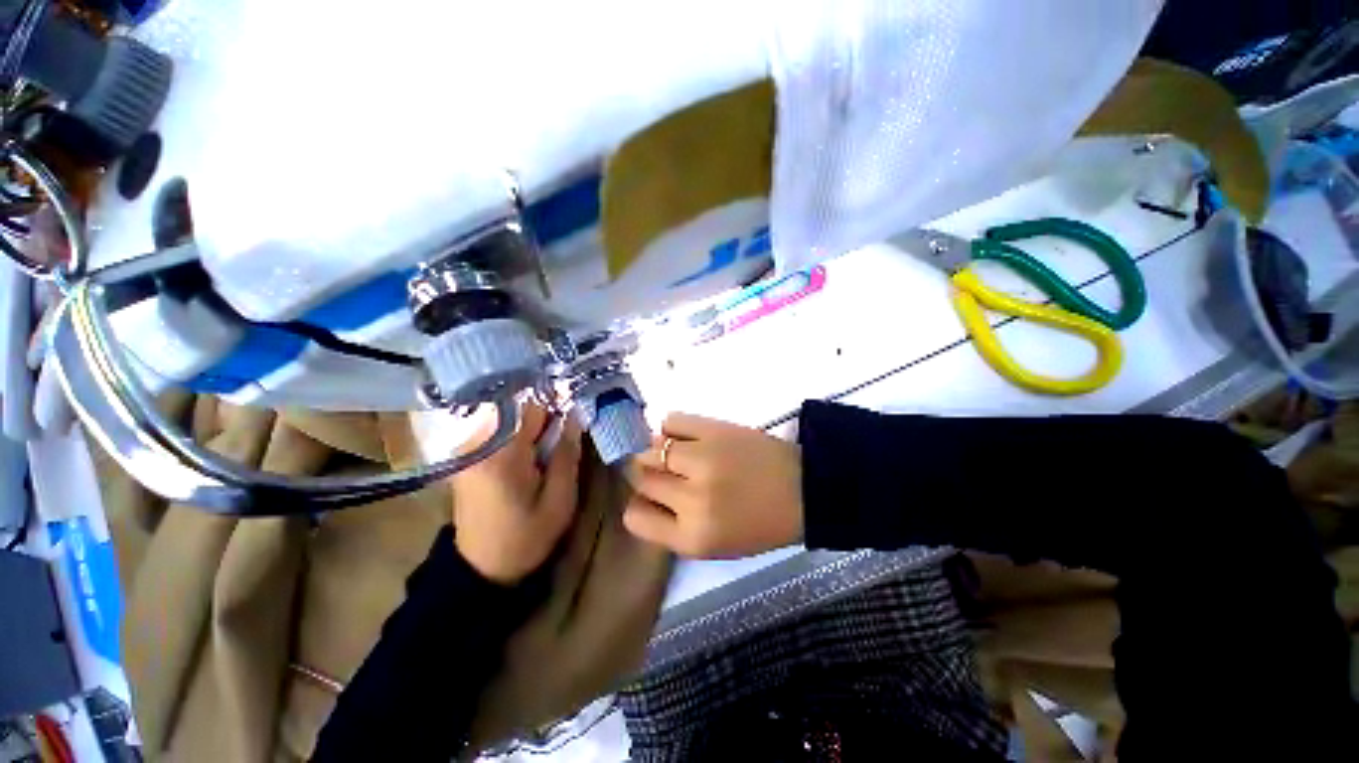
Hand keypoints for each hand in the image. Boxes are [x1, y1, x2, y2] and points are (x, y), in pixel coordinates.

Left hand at [450, 402, 582, 584]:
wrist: (482, 568)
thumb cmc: (527, 536)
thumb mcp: (560, 500)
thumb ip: (568, 454)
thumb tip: (576, 415)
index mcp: (502, 455)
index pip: (531, 407)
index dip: (557, 406)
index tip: (574, 414)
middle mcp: (479, 444)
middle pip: (518, 408)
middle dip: (544, 417)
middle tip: (563, 436)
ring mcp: (469, 449)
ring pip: (509, 416)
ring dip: (531, 425)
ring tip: (548, 445)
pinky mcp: (468, 456)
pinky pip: (498, 429)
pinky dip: (518, 432)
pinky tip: (531, 451)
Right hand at [623, 413, 802, 557]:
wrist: (804, 488)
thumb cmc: (761, 524)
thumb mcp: (715, 546)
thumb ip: (674, 527)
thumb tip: (644, 495)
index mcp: (692, 537)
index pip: (634, 517)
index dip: (640, 504)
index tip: (652, 498)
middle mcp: (691, 500)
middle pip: (639, 477)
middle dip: (648, 475)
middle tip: (666, 471)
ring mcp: (701, 460)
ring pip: (650, 448)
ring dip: (657, 450)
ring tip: (676, 452)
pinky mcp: (713, 430)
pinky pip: (671, 421)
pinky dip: (671, 428)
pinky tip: (685, 436)